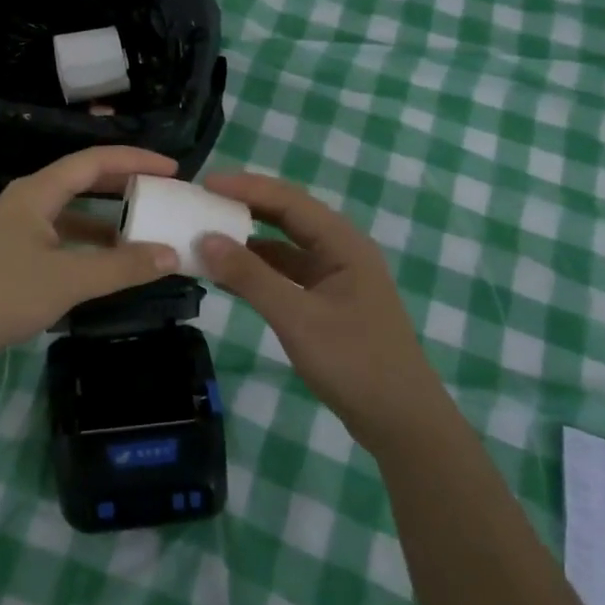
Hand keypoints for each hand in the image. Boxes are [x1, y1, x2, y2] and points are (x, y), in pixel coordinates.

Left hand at [0, 146, 181, 375]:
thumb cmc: (2, 295)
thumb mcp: (68, 280)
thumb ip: (121, 267)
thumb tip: (171, 254)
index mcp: (37, 192)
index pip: (94, 161)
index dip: (135, 160)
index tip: (174, 169)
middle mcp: (27, 201)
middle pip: (83, 180)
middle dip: (124, 184)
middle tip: (163, 192)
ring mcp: (18, 229)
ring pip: (72, 212)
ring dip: (108, 218)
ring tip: (144, 229)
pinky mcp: (13, 255)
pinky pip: (62, 237)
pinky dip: (89, 244)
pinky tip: (108, 263)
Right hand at [199, 172, 438, 451]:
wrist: (402, 422)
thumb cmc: (354, 363)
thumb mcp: (297, 318)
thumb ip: (251, 277)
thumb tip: (205, 239)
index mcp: (343, 243)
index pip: (289, 201)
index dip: (246, 187)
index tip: (204, 182)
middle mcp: (341, 252)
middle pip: (288, 217)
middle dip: (246, 206)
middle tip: (202, 201)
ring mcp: (336, 279)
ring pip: (286, 247)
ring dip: (250, 241)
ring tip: (208, 234)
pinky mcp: (329, 304)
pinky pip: (287, 274)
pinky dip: (258, 271)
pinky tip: (229, 276)